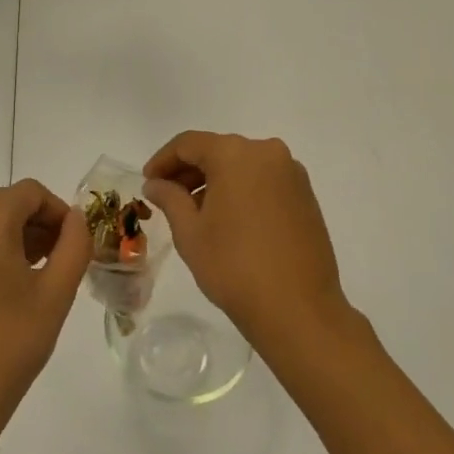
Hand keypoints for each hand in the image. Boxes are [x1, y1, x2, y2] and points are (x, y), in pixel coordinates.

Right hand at [143, 131, 352, 357]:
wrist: (298, 310)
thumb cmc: (234, 267)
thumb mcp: (190, 232)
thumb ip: (169, 198)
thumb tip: (156, 183)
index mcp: (235, 154)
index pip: (188, 144)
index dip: (163, 160)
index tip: (148, 182)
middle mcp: (267, 152)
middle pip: (217, 150)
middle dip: (189, 171)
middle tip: (166, 197)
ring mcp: (291, 173)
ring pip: (242, 165)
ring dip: (215, 181)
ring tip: (195, 212)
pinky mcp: (306, 195)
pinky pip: (263, 180)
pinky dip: (241, 190)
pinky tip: (228, 219)